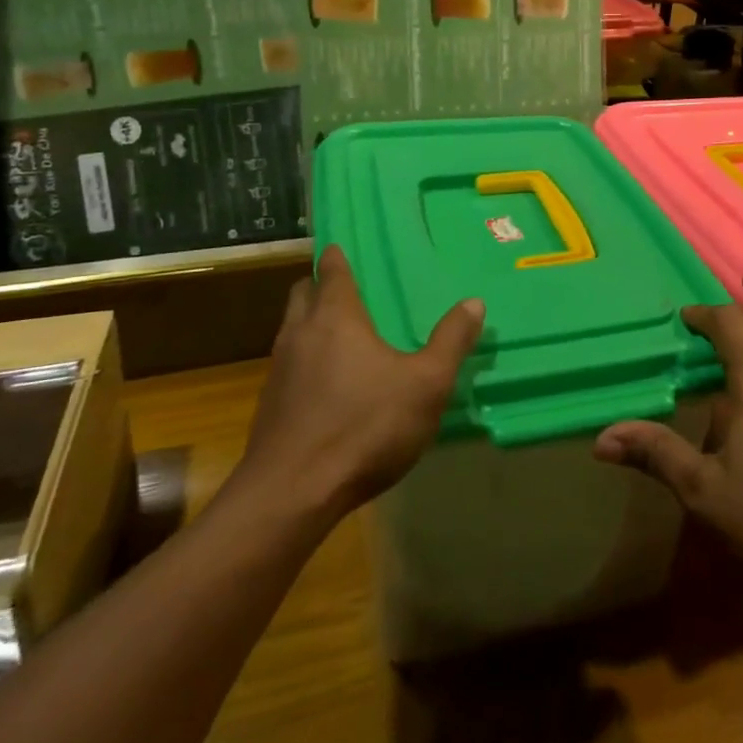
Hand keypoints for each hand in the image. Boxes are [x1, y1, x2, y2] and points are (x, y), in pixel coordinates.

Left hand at [233, 245, 484, 521]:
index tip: (343, 248)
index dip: (337, 257)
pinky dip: (305, 362)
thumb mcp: (426, 385)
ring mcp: (278, 370)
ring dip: (310, 325)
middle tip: (348, 291)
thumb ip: (451, 341)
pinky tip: (328, 387)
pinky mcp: (269, 406)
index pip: (332, 270)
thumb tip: (474, 302)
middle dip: (320, 286)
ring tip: (341, 337)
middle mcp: (300, 333)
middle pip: (303, 293)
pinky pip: (288, 366)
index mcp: (336, 317)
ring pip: (291, 330)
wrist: (292, 495)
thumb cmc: (364, 427)